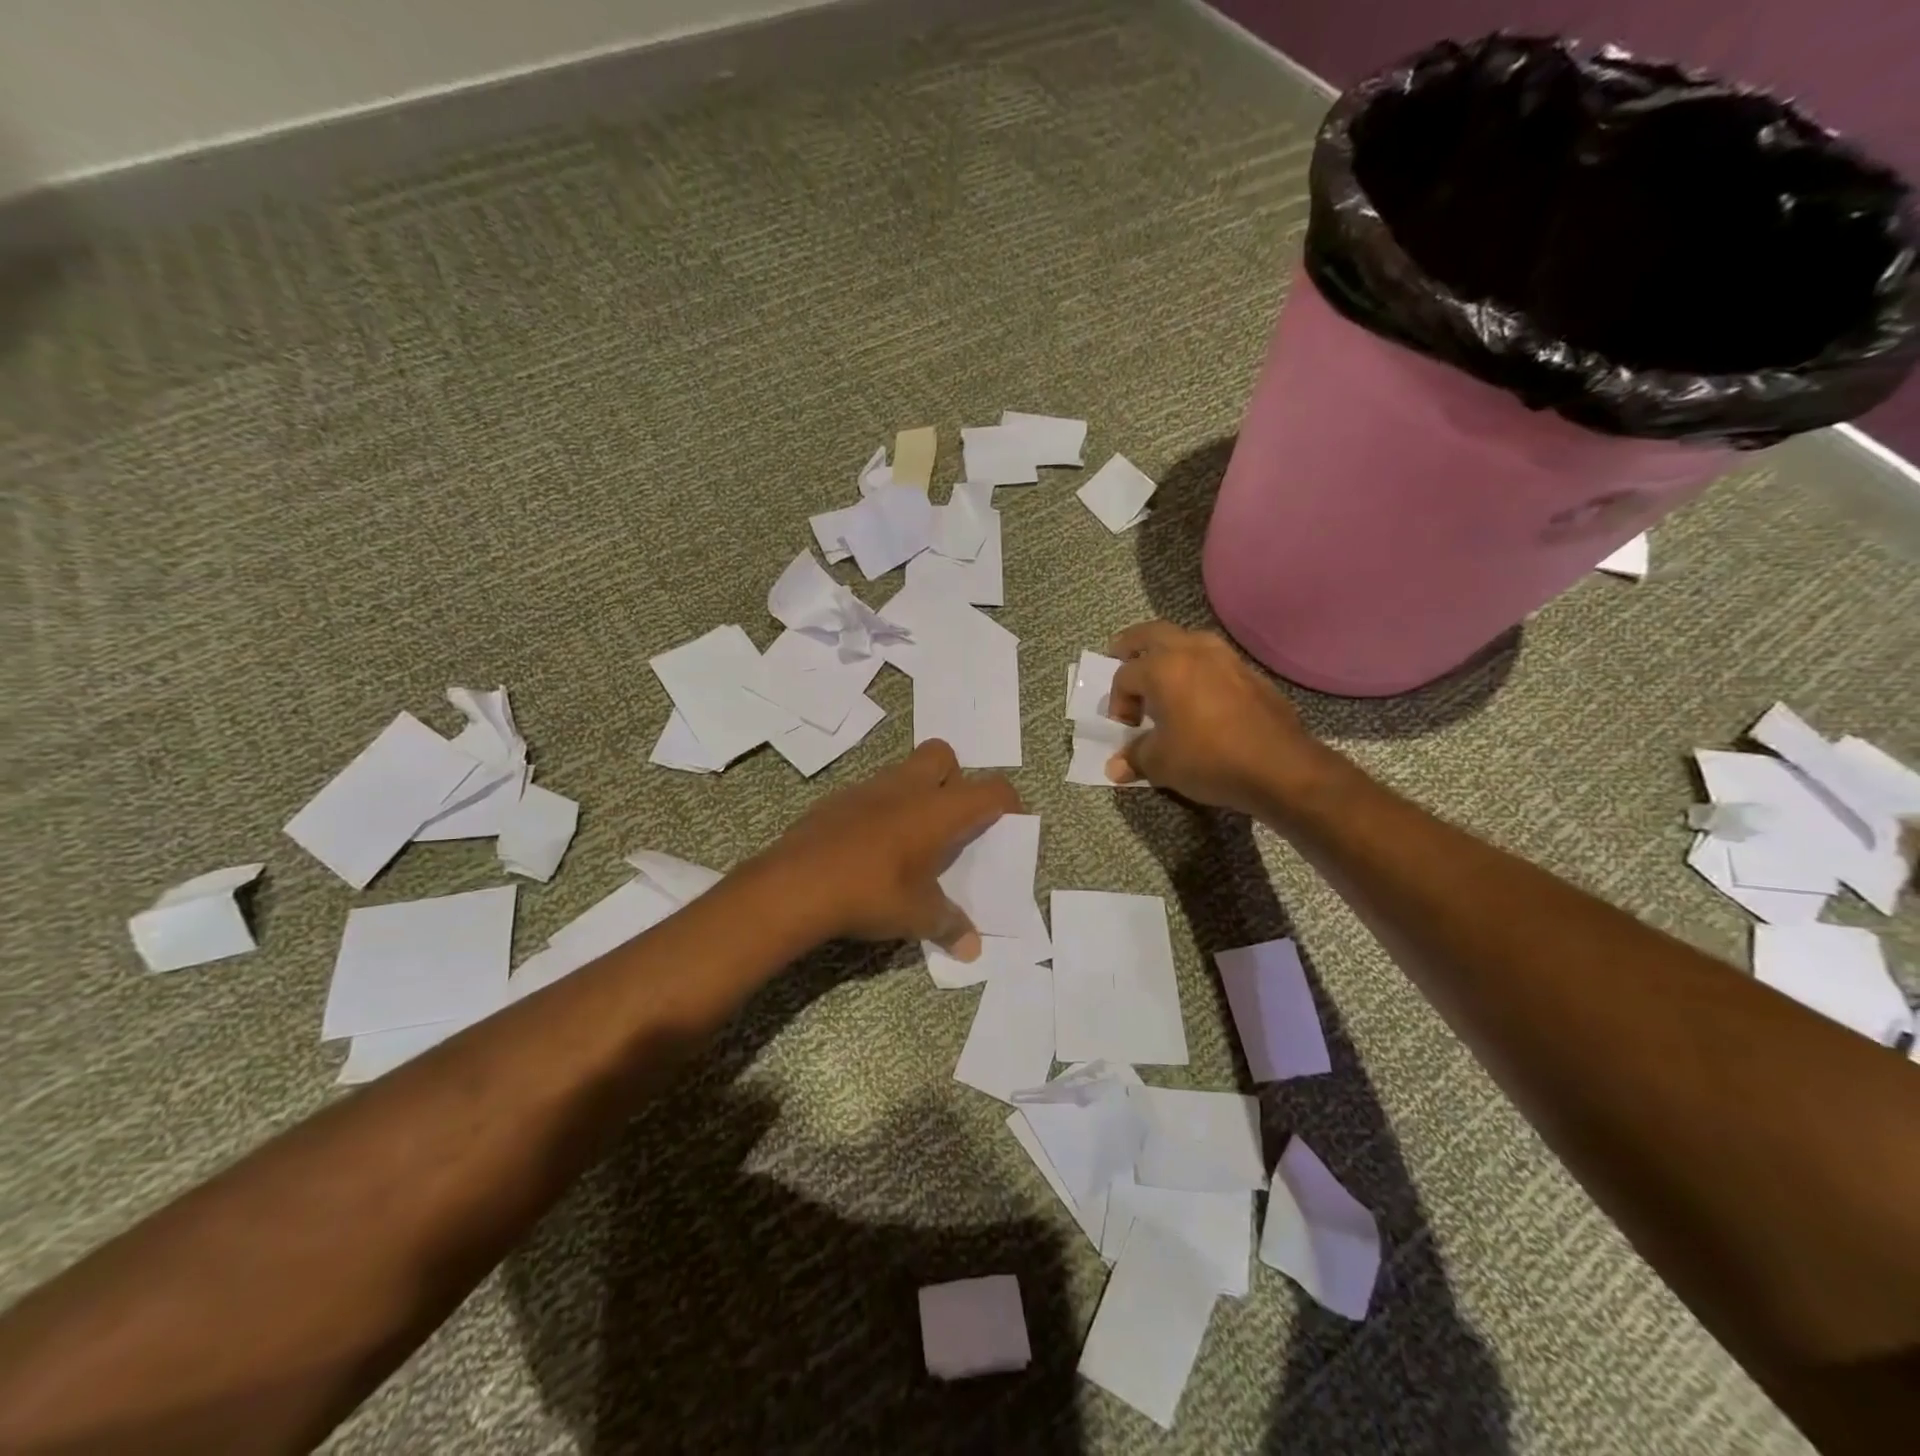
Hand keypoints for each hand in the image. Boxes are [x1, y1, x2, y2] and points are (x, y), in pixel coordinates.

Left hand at [762, 740, 1021, 959]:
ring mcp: (867, 788)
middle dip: (954, 779)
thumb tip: (971, 947)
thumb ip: (949, 924)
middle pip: (943, 756)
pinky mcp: (835, 800)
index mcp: (939, 809)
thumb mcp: (917, 915)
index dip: (1006, 803)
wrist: (795, 885)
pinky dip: (879, 810)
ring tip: (910, 838)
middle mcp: (907, 787)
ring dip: (914, 794)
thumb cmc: (871, 893)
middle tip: (950, 821)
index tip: (1006, 823)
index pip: (991, 790)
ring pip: (903, 771)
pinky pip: (870, 794)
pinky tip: (869, 847)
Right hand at [1105, 621, 1323, 815]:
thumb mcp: (1162, 764)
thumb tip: (1115, 767)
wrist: (1280, 767)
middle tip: (1119, 653)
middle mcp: (1193, 652)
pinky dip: (1197, 666)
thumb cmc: (1209, 759)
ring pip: (1188, 639)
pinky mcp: (1250, 673)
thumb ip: (1135, 758)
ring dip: (1169, 650)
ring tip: (1162, 672)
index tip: (1125, 728)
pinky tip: (1199, 692)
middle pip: (1152, 634)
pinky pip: (1213, 658)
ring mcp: (1226, 658)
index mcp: (1163, 668)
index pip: (1125, 676)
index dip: (1118, 702)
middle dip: (1132, 644)